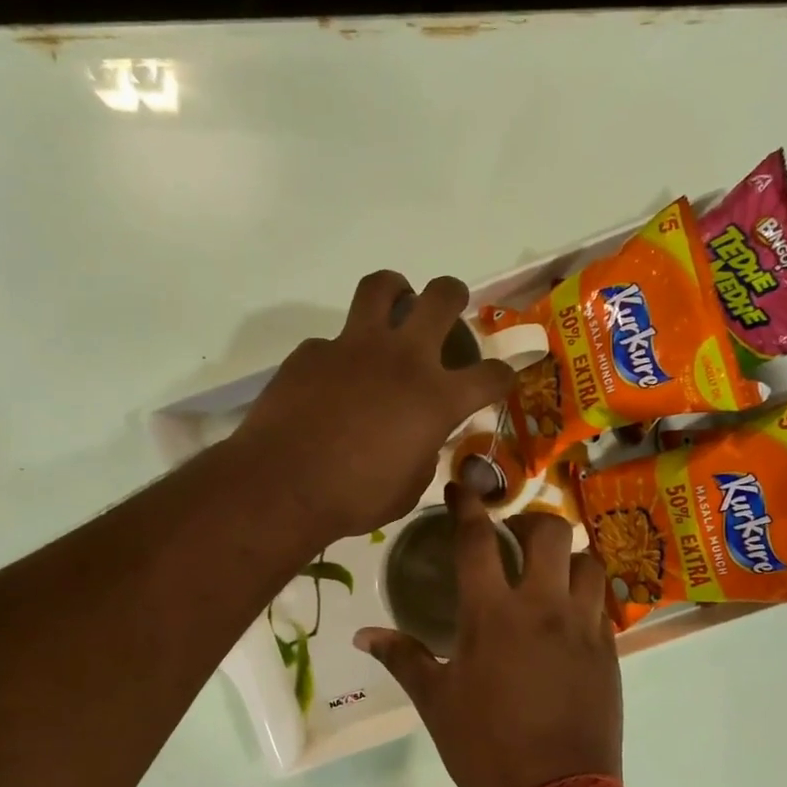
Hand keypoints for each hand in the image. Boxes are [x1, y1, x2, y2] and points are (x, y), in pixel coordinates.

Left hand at [234, 272, 515, 541]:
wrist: (283, 486)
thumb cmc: (354, 498)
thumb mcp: (408, 488)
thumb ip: (423, 454)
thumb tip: (419, 441)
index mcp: (437, 398)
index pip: (491, 375)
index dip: (502, 375)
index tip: (499, 379)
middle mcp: (403, 359)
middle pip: (442, 297)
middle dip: (453, 296)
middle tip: (450, 306)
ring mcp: (354, 347)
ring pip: (382, 287)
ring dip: (395, 291)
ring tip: (394, 304)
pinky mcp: (312, 351)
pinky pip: (332, 341)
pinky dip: (340, 354)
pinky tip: (331, 380)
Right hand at [356, 483, 622, 786]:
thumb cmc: (484, 746)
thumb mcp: (435, 701)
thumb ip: (402, 658)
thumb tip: (362, 635)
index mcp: (491, 614)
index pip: (477, 539)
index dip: (468, 505)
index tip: (462, 487)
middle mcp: (542, 606)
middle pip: (550, 531)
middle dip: (532, 520)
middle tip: (516, 537)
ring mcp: (583, 625)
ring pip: (588, 560)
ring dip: (568, 557)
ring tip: (550, 574)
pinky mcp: (610, 650)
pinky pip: (604, 602)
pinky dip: (587, 594)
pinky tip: (570, 614)